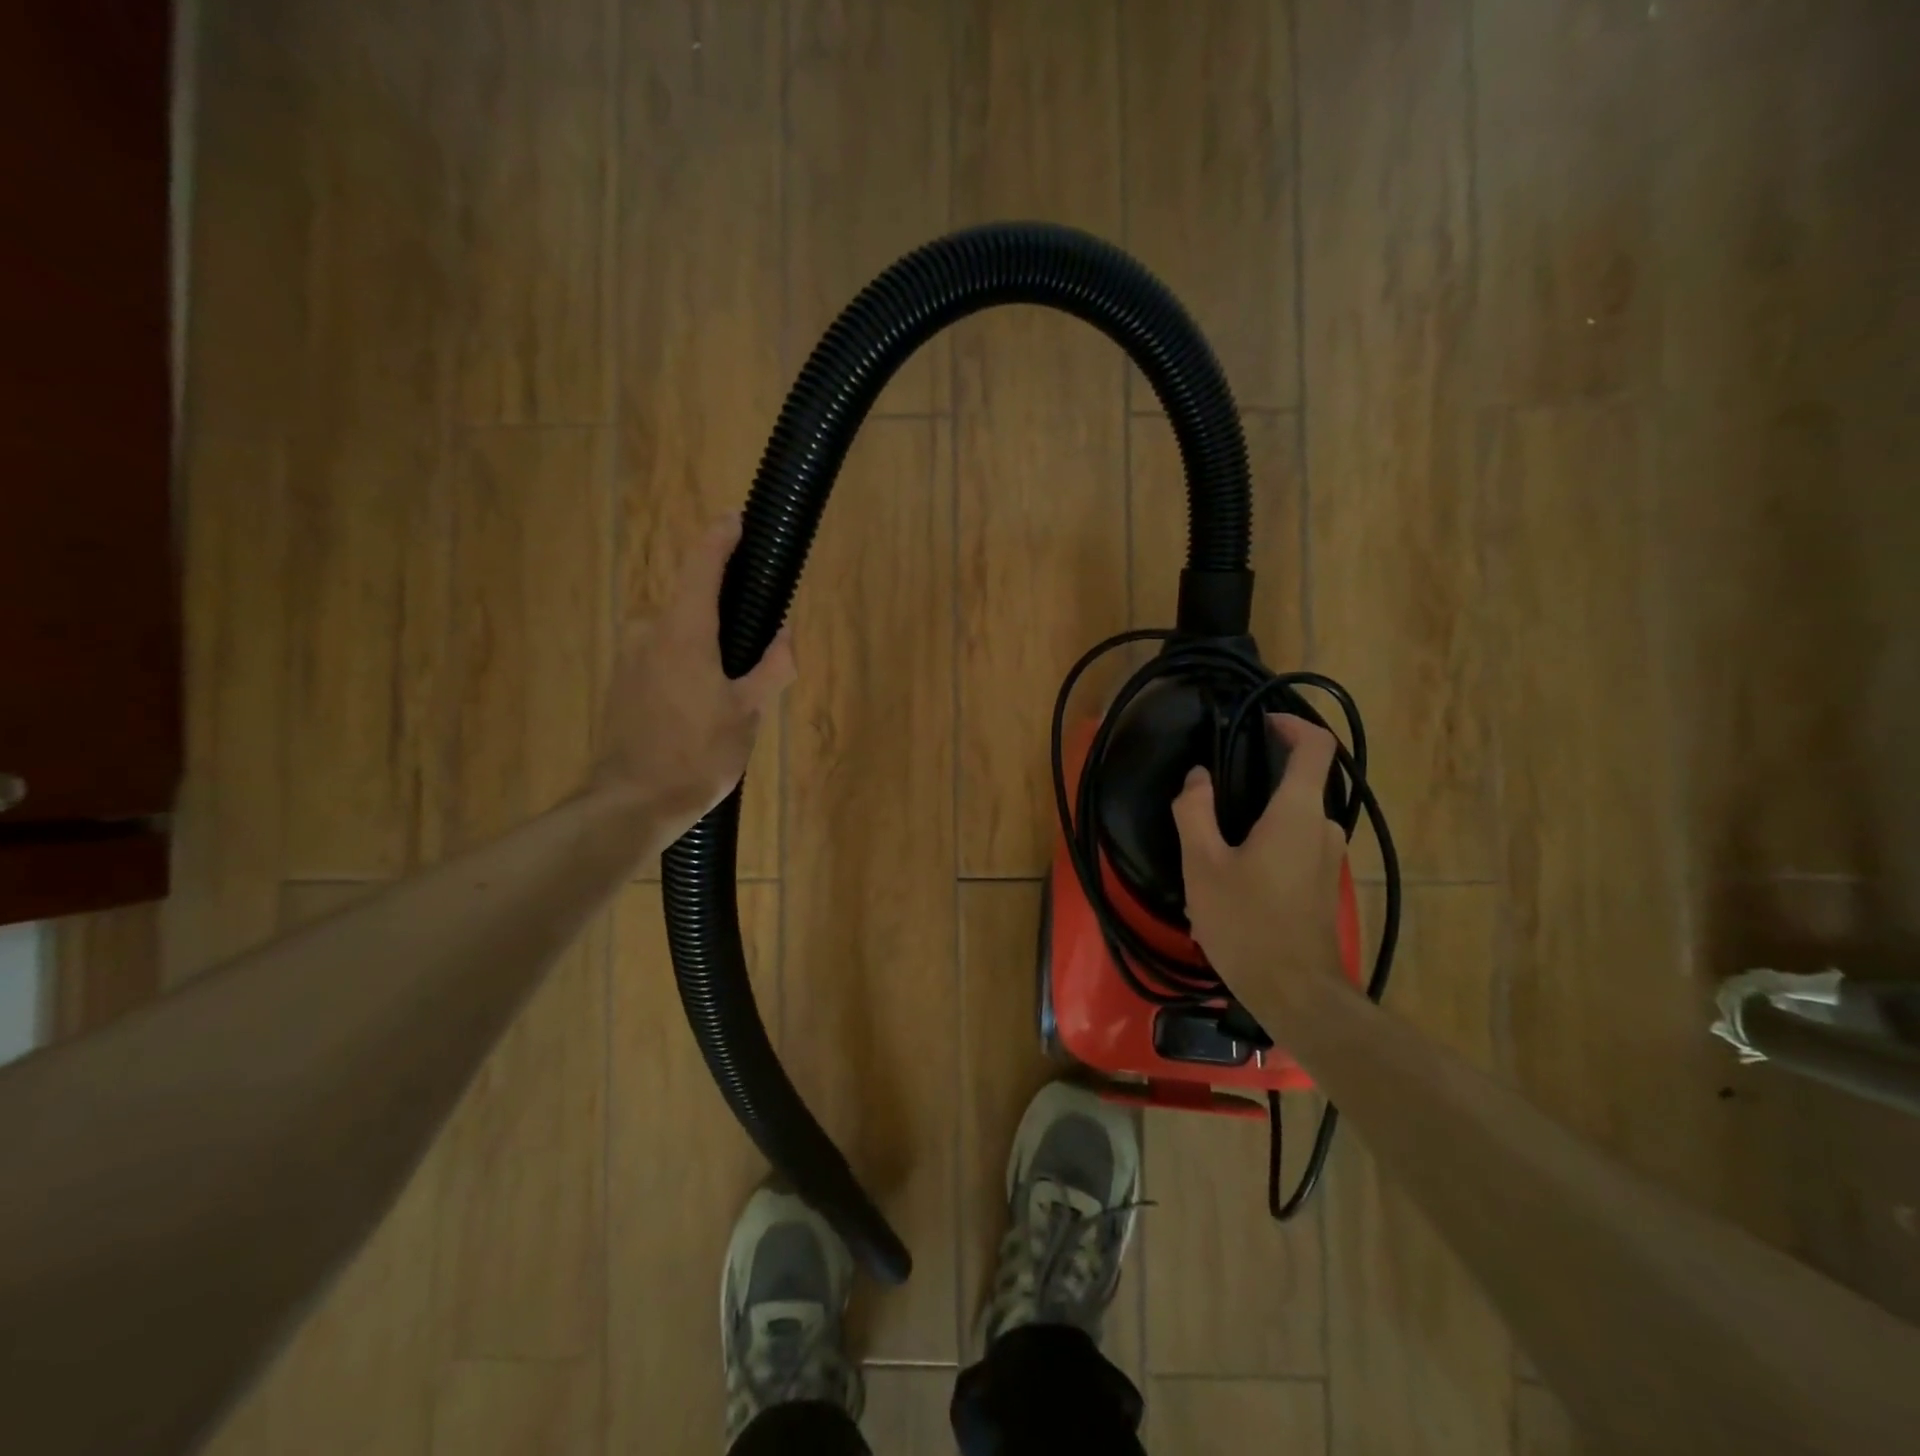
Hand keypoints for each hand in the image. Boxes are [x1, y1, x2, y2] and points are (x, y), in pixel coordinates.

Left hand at [589, 515, 794, 840]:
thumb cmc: (697, 755)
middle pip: (695, 603)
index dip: (720, 536)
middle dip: (728, 615)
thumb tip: (784, 634)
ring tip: (732, 692)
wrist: (631, 803)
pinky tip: (702, 707)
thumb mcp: (749, 713)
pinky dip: (688, 664)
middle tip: (758, 651)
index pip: (702, 564)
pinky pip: (663, 657)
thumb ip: (773, 666)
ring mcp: (630, 658)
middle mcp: (650, 632)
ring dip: (708, 646)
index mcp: (684, 631)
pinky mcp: (621, 683)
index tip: (736, 518)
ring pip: (679, 634)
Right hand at [1171, 715, 1349, 1004]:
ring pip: (1291, 820)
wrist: (1296, 993)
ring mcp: (1328, 859)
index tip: (1260, 722)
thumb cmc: (1246, 922)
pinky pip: (1295, 847)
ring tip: (1213, 851)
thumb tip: (1197, 778)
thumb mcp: (1203, 864)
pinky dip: (1265, 847)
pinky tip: (1232, 882)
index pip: (1316, 746)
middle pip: (1298, 783)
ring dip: (1256, 822)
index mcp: (1297, 812)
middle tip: (1212, 799)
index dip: (1292, 724)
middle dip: (1257, 782)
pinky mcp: (1324, 885)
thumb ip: (1195, 811)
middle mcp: (1322, 828)